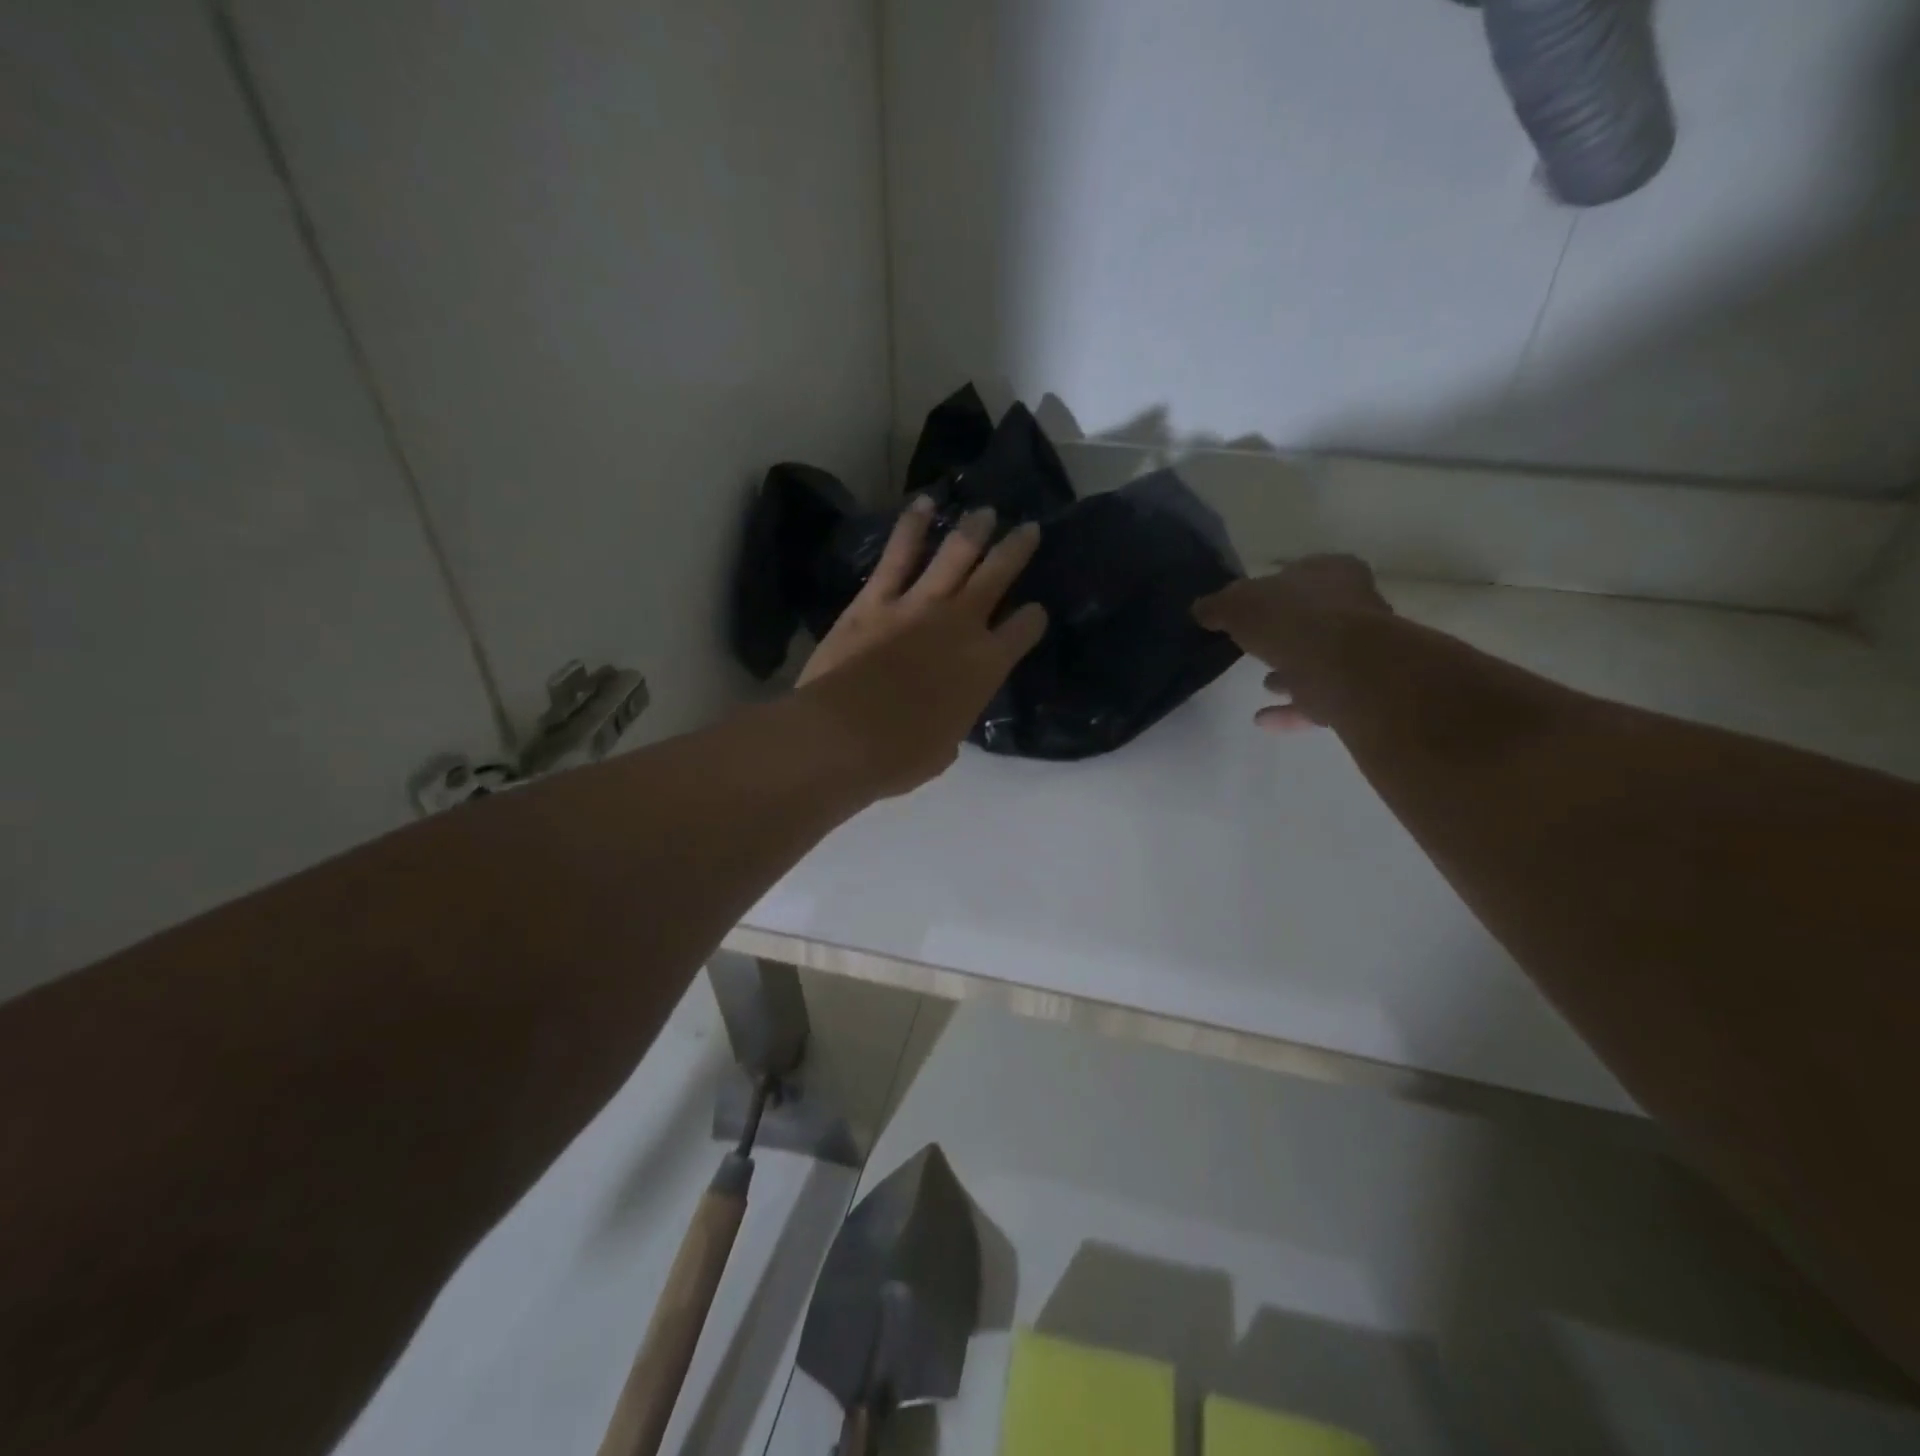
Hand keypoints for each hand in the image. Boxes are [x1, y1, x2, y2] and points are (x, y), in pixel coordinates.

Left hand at [796, 498, 1047, 793]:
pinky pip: (898, 555)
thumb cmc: (900, 755)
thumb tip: (945, 714)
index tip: (1035, 612)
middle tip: (1029, 530)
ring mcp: (918, 605)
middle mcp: (962, 624)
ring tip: (986, 512)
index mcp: (986, 666)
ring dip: (974, 530)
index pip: (1025, 630)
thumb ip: (953, 720)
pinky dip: (911, 526)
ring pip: (955, 554)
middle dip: (1017, 549)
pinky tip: (923, 503)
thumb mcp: (944, 747)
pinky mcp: (876, 599)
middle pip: (998, 575)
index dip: (1033, 618)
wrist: (845, 736)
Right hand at [1193, 555, 1389, 730]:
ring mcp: (1360, 652)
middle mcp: (1355, 607)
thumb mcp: (1238, 604)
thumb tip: (1201, 609)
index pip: (1303, 572)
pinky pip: (1317, 700)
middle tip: (1254, 645)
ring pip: (1319, 660)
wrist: (1346, 669)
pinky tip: (1262, 719)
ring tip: (1262, 683)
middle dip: (1285, 632)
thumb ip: (1218, 606)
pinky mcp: (1356, 692)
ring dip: (1291, 672)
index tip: (1251, 605)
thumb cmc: (1293, 620)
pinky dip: (1290, 710)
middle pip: (1313, 617)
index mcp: (1332, 573)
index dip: (1276, 587)